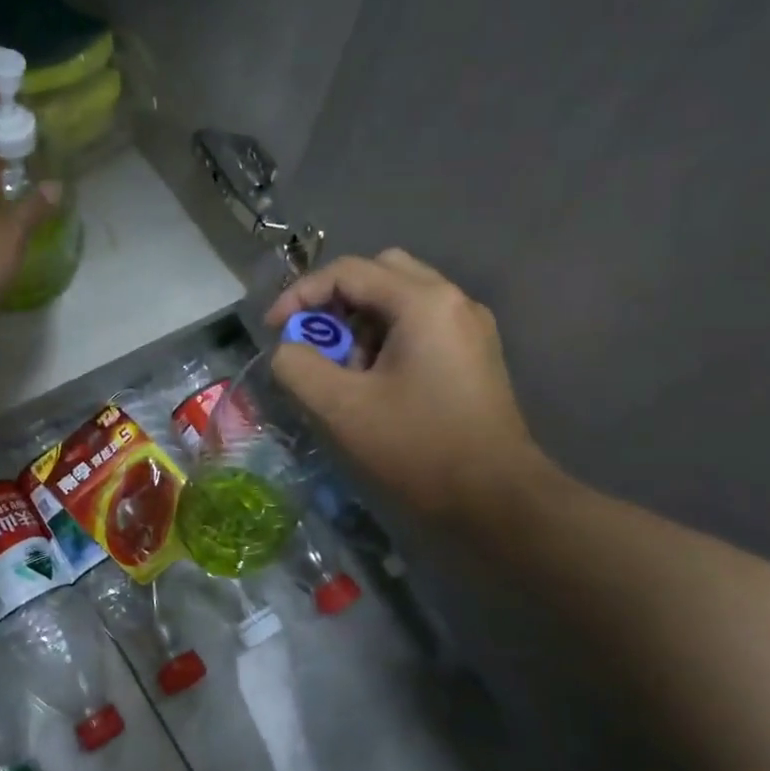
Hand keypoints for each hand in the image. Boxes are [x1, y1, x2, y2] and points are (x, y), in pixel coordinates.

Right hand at [266, 249, 558, 525]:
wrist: (496, 498)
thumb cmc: (417, 446)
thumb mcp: (341, 407)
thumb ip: (298, 367)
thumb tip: (289, 350)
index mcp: (423, 302)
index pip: (348, 271)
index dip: (300, 294)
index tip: (273, 330)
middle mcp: (452, 300)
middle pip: (379, 273)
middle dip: (336, 302)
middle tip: (314, 341)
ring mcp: (469, 327)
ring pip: (400, 300)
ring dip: (361, 324)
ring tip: (345, 372)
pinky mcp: (474, 355)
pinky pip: (420, 326)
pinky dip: (387, 340)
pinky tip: (376, 384)